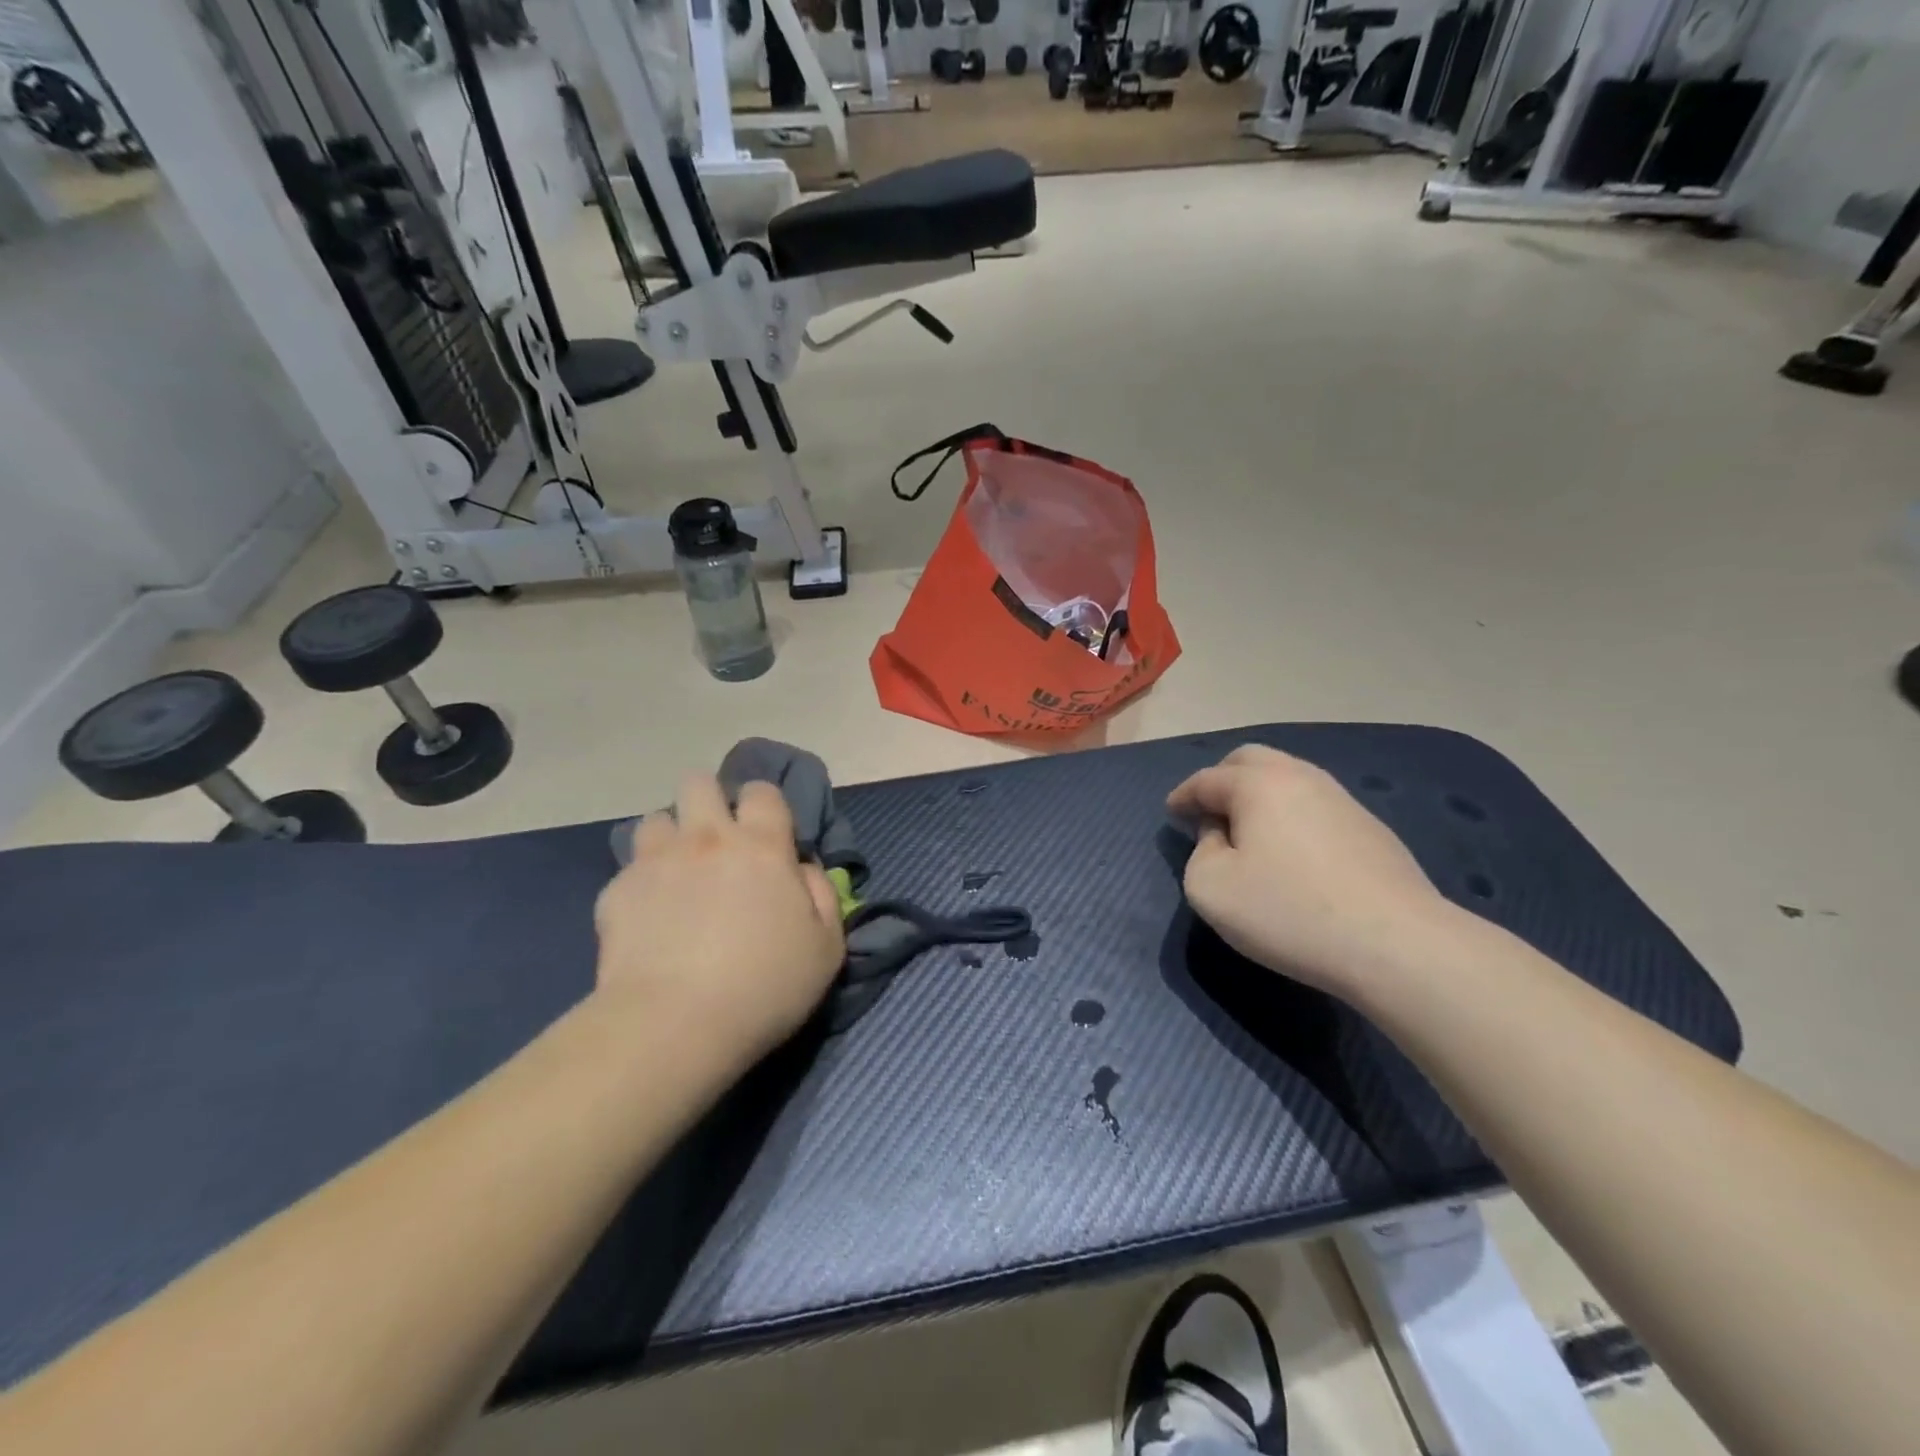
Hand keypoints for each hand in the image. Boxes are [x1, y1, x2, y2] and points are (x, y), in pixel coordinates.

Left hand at [593, 775, 845, 1063]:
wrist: (674, 1025)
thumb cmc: (764, 986)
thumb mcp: (827, 947)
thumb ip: (823, 896)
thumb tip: (802, 871)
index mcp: (761, 846)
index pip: (762, 791)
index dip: (765, 804)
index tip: (767, 833)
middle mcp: (706, 839)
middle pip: (698, 783)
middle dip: (708, 801)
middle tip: (716, 841)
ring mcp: (656, 862)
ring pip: (656, 818)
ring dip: (670, 837)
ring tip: (676, 873)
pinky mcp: (617, 892)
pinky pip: (628, 870)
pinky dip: (641, 885)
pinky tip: (648, 919)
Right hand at [1167, 745, 1457, 1001]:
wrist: (1396, 945)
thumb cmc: (1288, 911)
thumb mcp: (1210, 888)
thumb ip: (1200, 851)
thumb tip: (1220, 833)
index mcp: (1257, 784)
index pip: (1206, 779)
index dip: (1183, 796)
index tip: (1172, 813)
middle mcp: (1300, 777)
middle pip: (1251, 760)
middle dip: (1222, 779)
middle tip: (1208, 811)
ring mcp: (1342, 800)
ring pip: (1289, 779)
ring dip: (1259, 796)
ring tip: (1248, 830)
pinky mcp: (1371, 829)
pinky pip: (1315, 806)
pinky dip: (1290, 815)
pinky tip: (1291, 850)